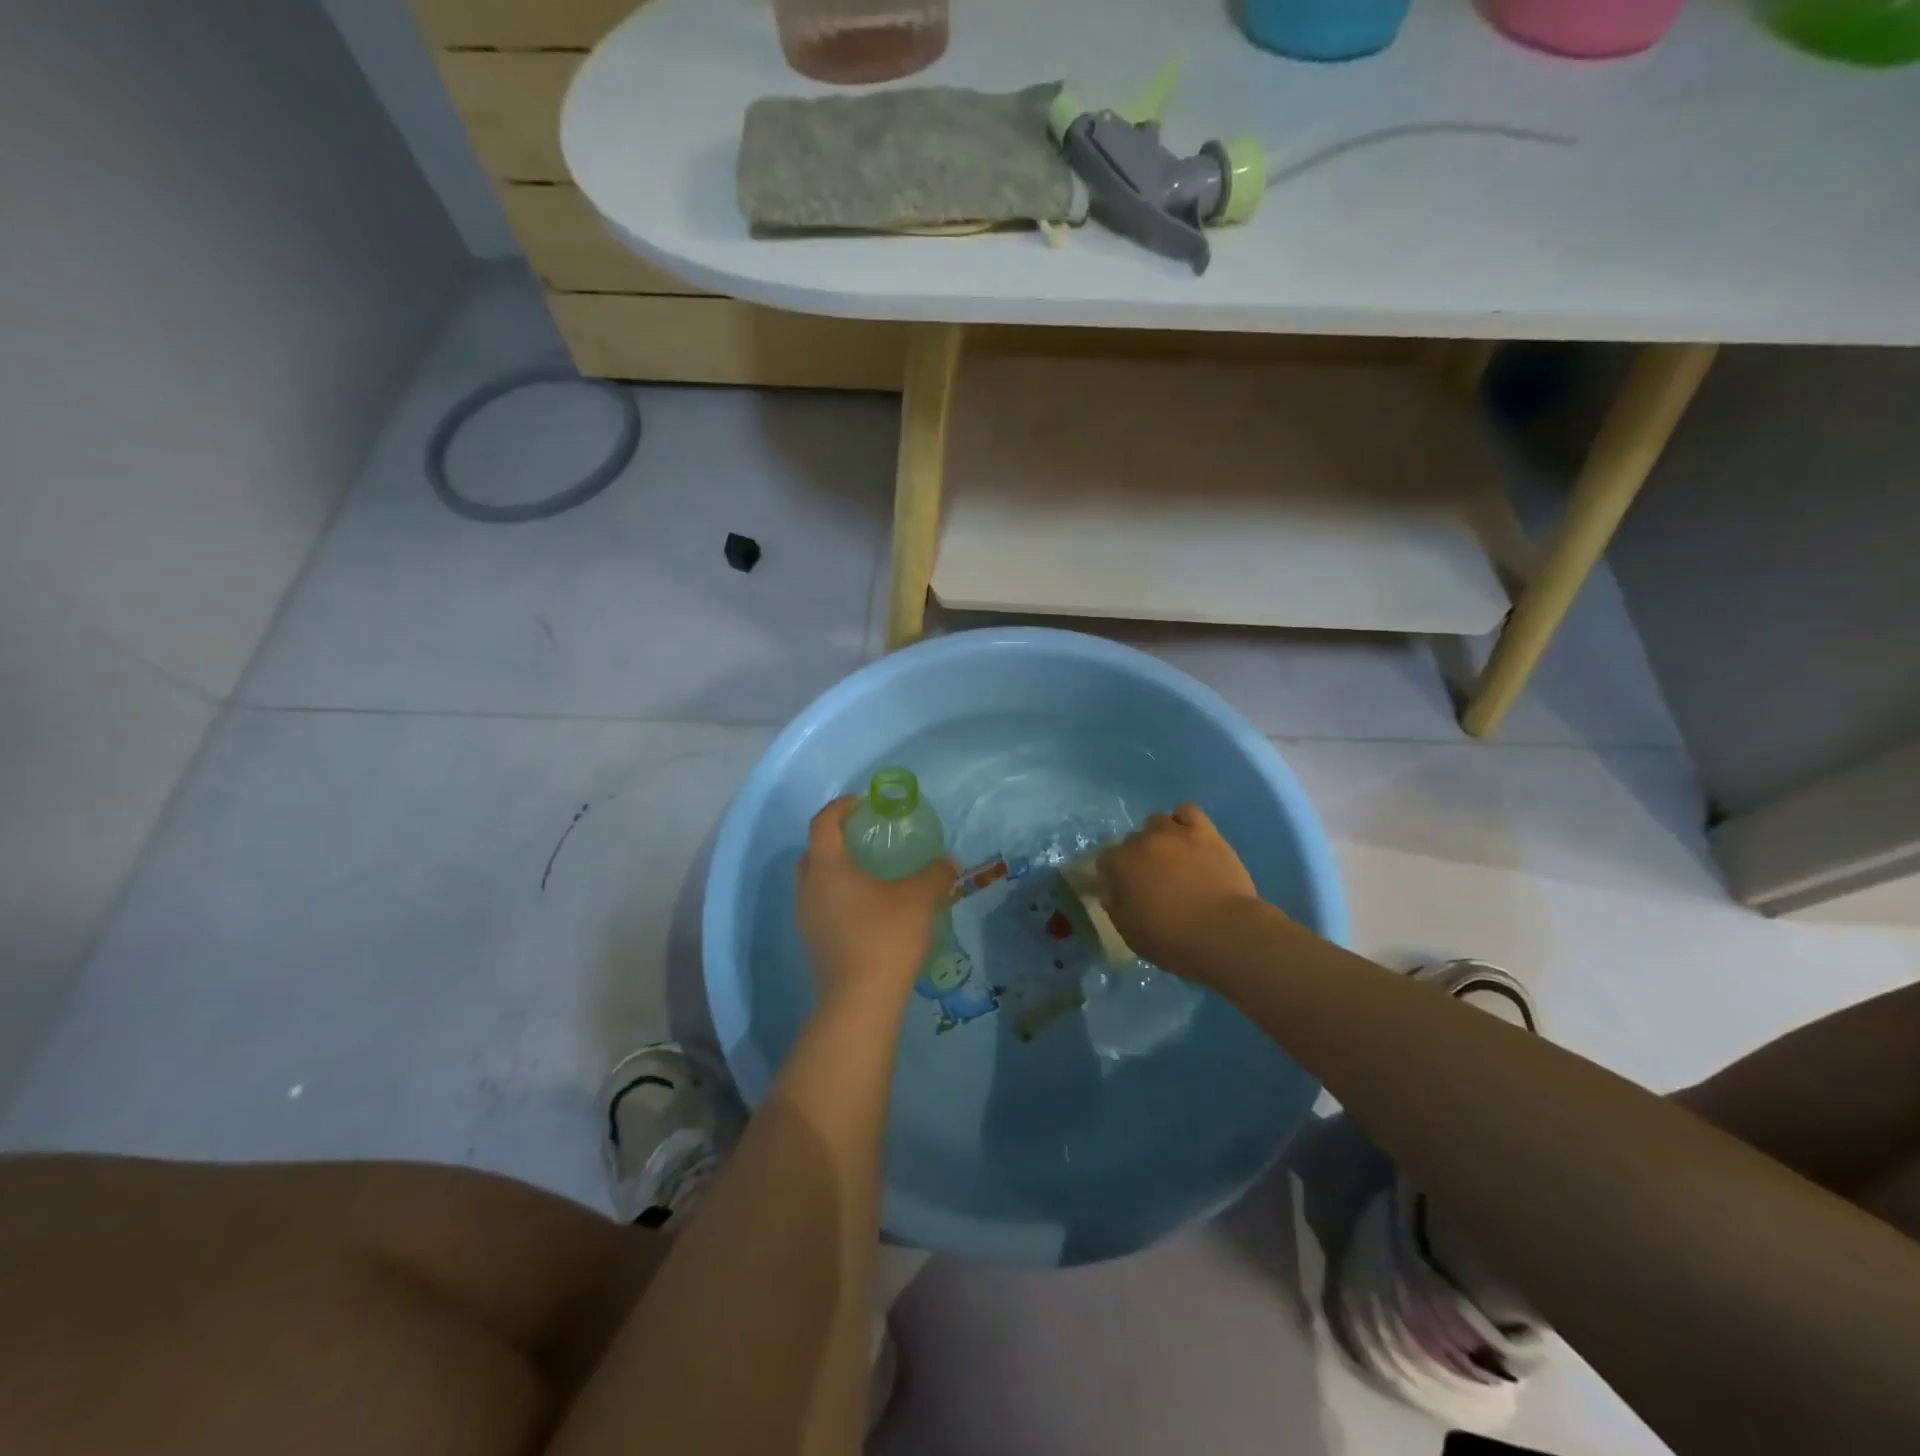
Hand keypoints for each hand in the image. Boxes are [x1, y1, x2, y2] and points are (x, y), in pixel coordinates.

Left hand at [796, 796, 957, 1006]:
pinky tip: (867, 910)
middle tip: (864, 839)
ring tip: (869, 875)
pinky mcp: (812, 943)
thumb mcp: (920, 898)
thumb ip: (935, 873)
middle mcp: (808, 888)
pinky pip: (821, 907)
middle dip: (835, 839)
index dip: (840, 807)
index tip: (862, 804)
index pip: (823, 822)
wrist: (860, 1000)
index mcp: (827, 867)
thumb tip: (948, 862)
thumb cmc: (886, 936)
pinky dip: (838, 898)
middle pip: (813, 852)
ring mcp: (806, 918)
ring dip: (835, 872)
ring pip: (814, 882)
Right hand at [1096, 804, 1263, 973]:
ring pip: (1156, 821)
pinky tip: (1189, 838)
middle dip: (1137, 857)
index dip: (1113, 875)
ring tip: (1172, 856)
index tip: (1123, 890)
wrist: (1224, 932)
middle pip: (1131, 840)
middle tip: (1152, 878)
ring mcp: (1174, 833)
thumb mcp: (1130, 934)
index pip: (1105, 860)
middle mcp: (1142, 841)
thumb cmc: (1172, 939)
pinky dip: (1184, 821)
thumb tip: (1113, 893)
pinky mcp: (1204, 832)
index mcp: (1119, 865)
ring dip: (1158, 836)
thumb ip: (1116, 908)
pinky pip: (1187, 811)